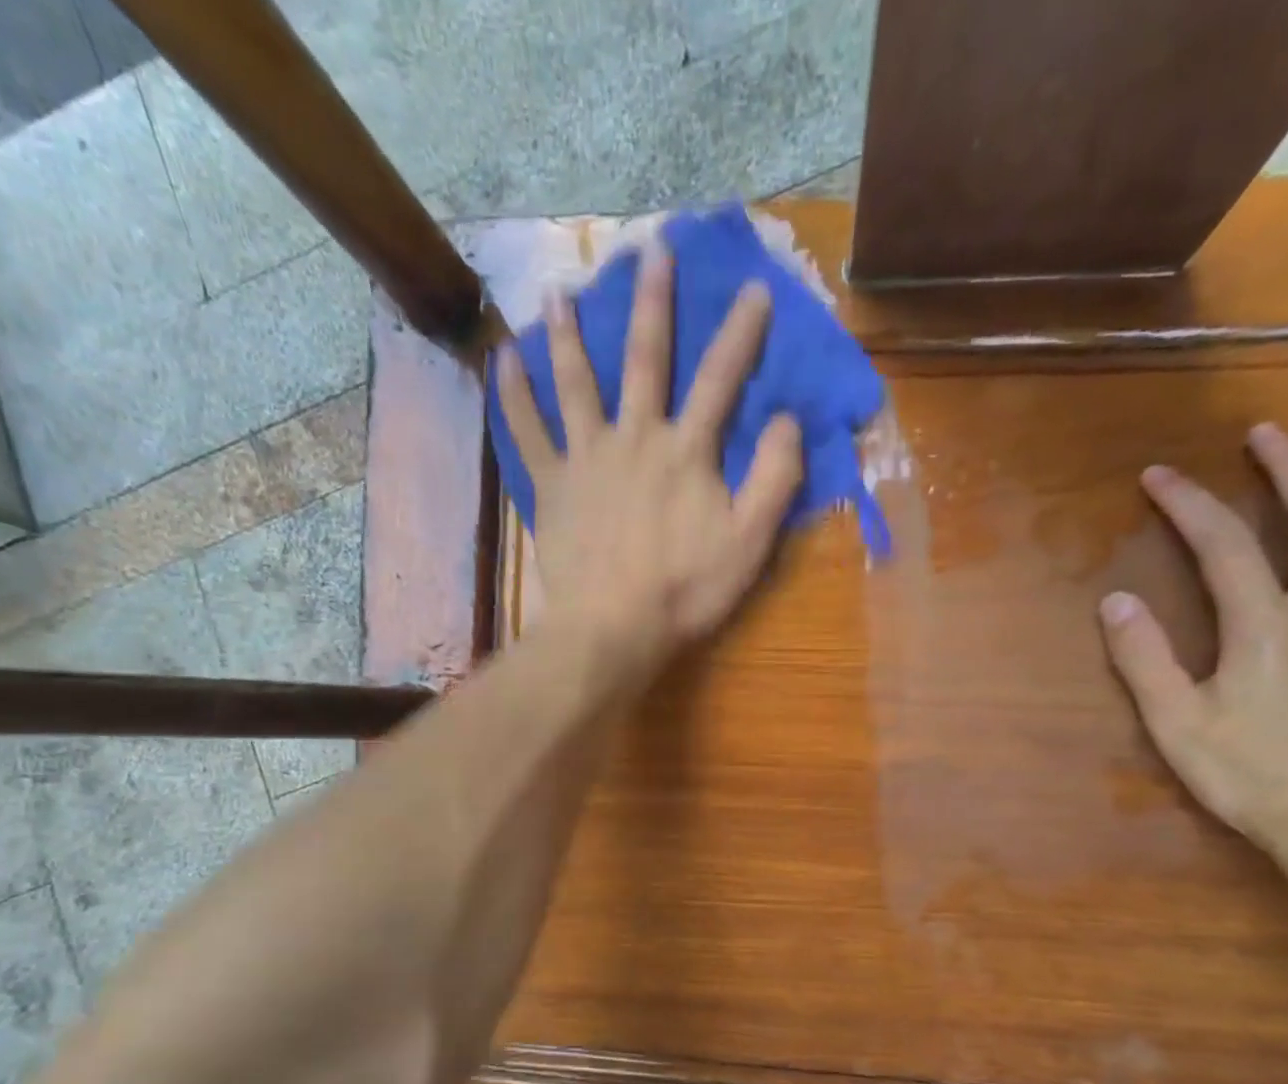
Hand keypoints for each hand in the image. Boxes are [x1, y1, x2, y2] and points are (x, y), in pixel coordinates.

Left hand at [496, 240, 804, 681]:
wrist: (612, 628)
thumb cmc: (685, 589)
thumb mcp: (750, 541)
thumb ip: (774, 477)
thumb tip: (786, 418)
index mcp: (686, 451)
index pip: (720, 379)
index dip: (740, 333)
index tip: (754, 288)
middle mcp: (634, 437)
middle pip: (644, 359)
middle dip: (652, 303)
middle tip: (650, 250)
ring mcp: (586, 458)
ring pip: (576, 383)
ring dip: (569, 334)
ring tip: (559, 290)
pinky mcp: (551, 486)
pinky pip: (527, 433)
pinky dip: (514, 397)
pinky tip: (501, 361)